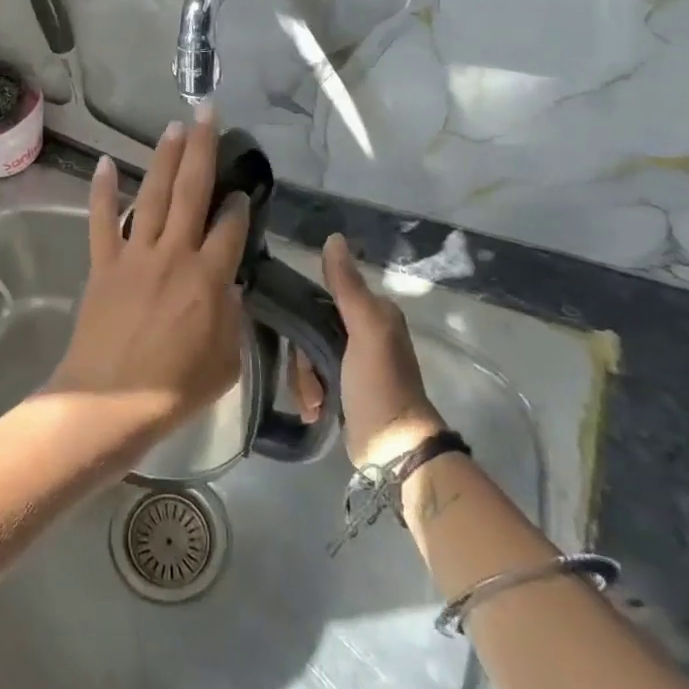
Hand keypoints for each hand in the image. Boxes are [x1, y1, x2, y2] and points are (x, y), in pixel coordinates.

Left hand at [45, 114, 250, 441]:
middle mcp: (174, 254)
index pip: (232, 227)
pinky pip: (102, 220)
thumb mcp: (225, 361)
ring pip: (153, 195)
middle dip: (202, 148)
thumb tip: (229, 284)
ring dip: (164, 158)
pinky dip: (103, 190)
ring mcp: (135, 254)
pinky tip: (106, 162)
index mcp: (209, 278)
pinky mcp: (104, 263)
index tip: (243, 189)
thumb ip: (232, 317)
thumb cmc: (174, 388)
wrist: (110, 401)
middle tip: (207, 112)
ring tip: (174, 126)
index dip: (240, 204)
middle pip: (192, 191)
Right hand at [295, 234, 447, 466]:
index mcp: (372, 312)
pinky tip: (316, 410)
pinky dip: (309, 394)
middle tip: (310, 379)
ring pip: (307, 356)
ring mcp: (352, 362)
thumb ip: (347, 286)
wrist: (394, 450)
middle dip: (302, 357)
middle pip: (309, 328)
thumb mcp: (365, 331)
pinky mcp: (343, 388)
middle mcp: (363, 331)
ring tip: (315, 402)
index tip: (293, 336)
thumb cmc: (380, 385)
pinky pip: (312, 378)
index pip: (321, 296)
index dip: (301, 314)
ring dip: (304, 380)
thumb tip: (333, 238)